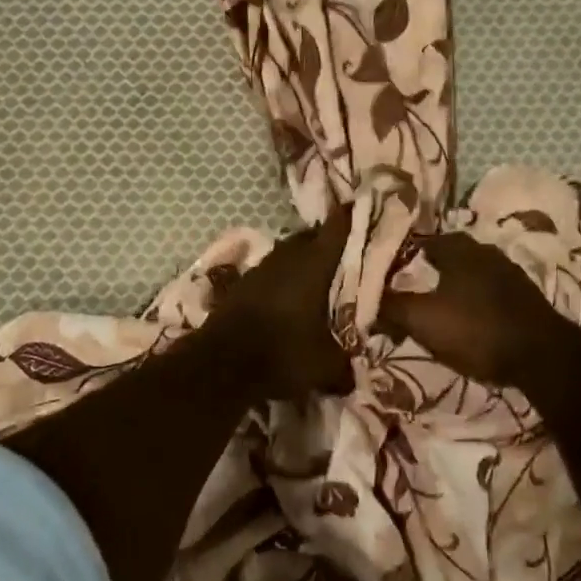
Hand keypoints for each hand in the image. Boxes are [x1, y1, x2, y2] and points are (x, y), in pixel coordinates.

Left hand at [206, 210, 353, 398]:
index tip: (358, 206)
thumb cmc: (283, 354)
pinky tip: (285, 294)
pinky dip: (280, 277)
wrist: (222, 364)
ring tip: (315, 274)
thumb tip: (354, 374)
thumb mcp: (325, 366)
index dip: (348, 217)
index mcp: (315, 265)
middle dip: (325, 241)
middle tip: (343, 252)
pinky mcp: (241, 283)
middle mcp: (288, 257)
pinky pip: (269, 271)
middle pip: (310, 237)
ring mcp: (261, 267)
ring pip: (288, 252)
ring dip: (301, 259)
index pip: (336, 230)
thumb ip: (344, 364)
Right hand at [379, 231, 566, 386]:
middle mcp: (484, 250)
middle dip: (427, 269)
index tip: (385, 272)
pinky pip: (488, 290)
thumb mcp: (423, 320)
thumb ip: (391, 307)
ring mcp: (509, 272)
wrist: (542, 356)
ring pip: (470, 271)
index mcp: (458, 248)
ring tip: (435, 305)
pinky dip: (473, 299)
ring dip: (452, 284)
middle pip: (448, 254)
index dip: (401, 255)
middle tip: (408, 288)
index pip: (420, 240)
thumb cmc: (476, 329)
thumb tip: (362, 299)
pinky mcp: (525, 296)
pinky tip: (467, 317)